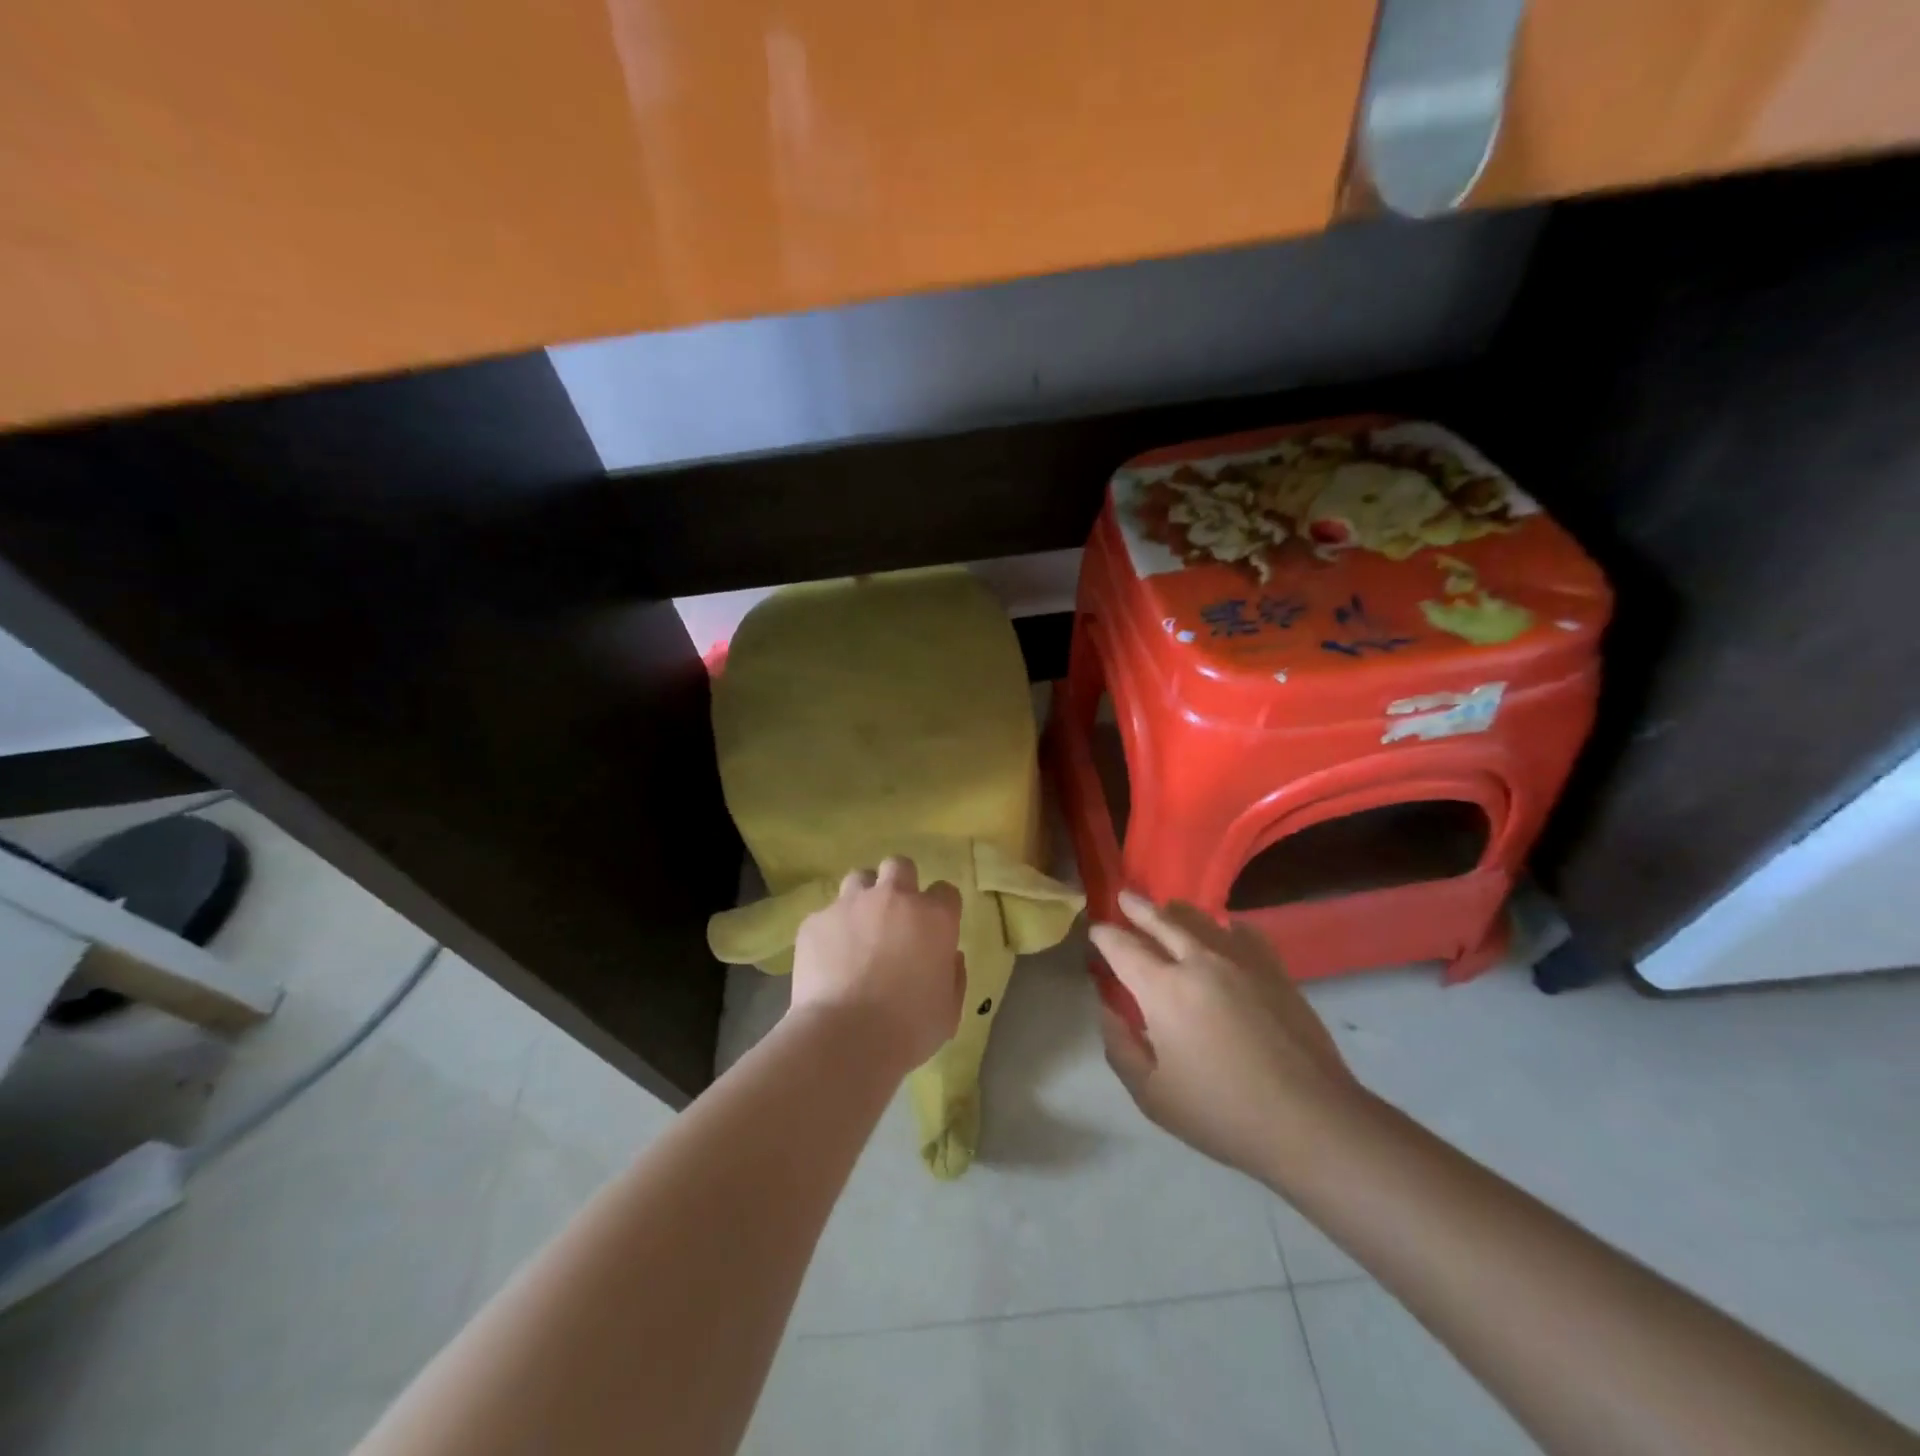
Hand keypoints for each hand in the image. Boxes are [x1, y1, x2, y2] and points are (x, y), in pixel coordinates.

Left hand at [790, 856, 965, 1073]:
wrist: (845, 1038)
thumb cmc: (908, 1028)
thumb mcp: (949, 1009)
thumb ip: (953, 974)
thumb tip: (947, 955)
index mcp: (934, 917)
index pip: (945, 891)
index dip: (940, 908)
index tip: (934, 929)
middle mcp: (893, 898)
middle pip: (899, 866)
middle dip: (899, 883)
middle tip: (894, 916)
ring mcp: (851, 904)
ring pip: (859, 879)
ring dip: (863, 897)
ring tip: (858, 929)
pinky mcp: (816, 920)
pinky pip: (826, 915)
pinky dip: (831, 930)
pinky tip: (828, 959)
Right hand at [1089, 892, 1360, 1181]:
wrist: (1309, 1121)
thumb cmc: (1222, 1113)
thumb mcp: (1152, 1095)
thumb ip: (1121, 1047)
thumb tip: (1108, 1009)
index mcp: (1163, 989)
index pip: (1123, 948)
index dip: (1104, 936)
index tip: (1096, 931)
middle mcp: (1199, 962)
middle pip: (1161, 920)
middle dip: (1138, 908)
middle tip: (1125, 897)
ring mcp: (1241, 961)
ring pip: (1202, 920)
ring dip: (1177, 912)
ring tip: (1168, 909)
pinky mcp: (1274, 970)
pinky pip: (1244, 933)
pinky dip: (1226, 927)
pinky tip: (1226, 932)